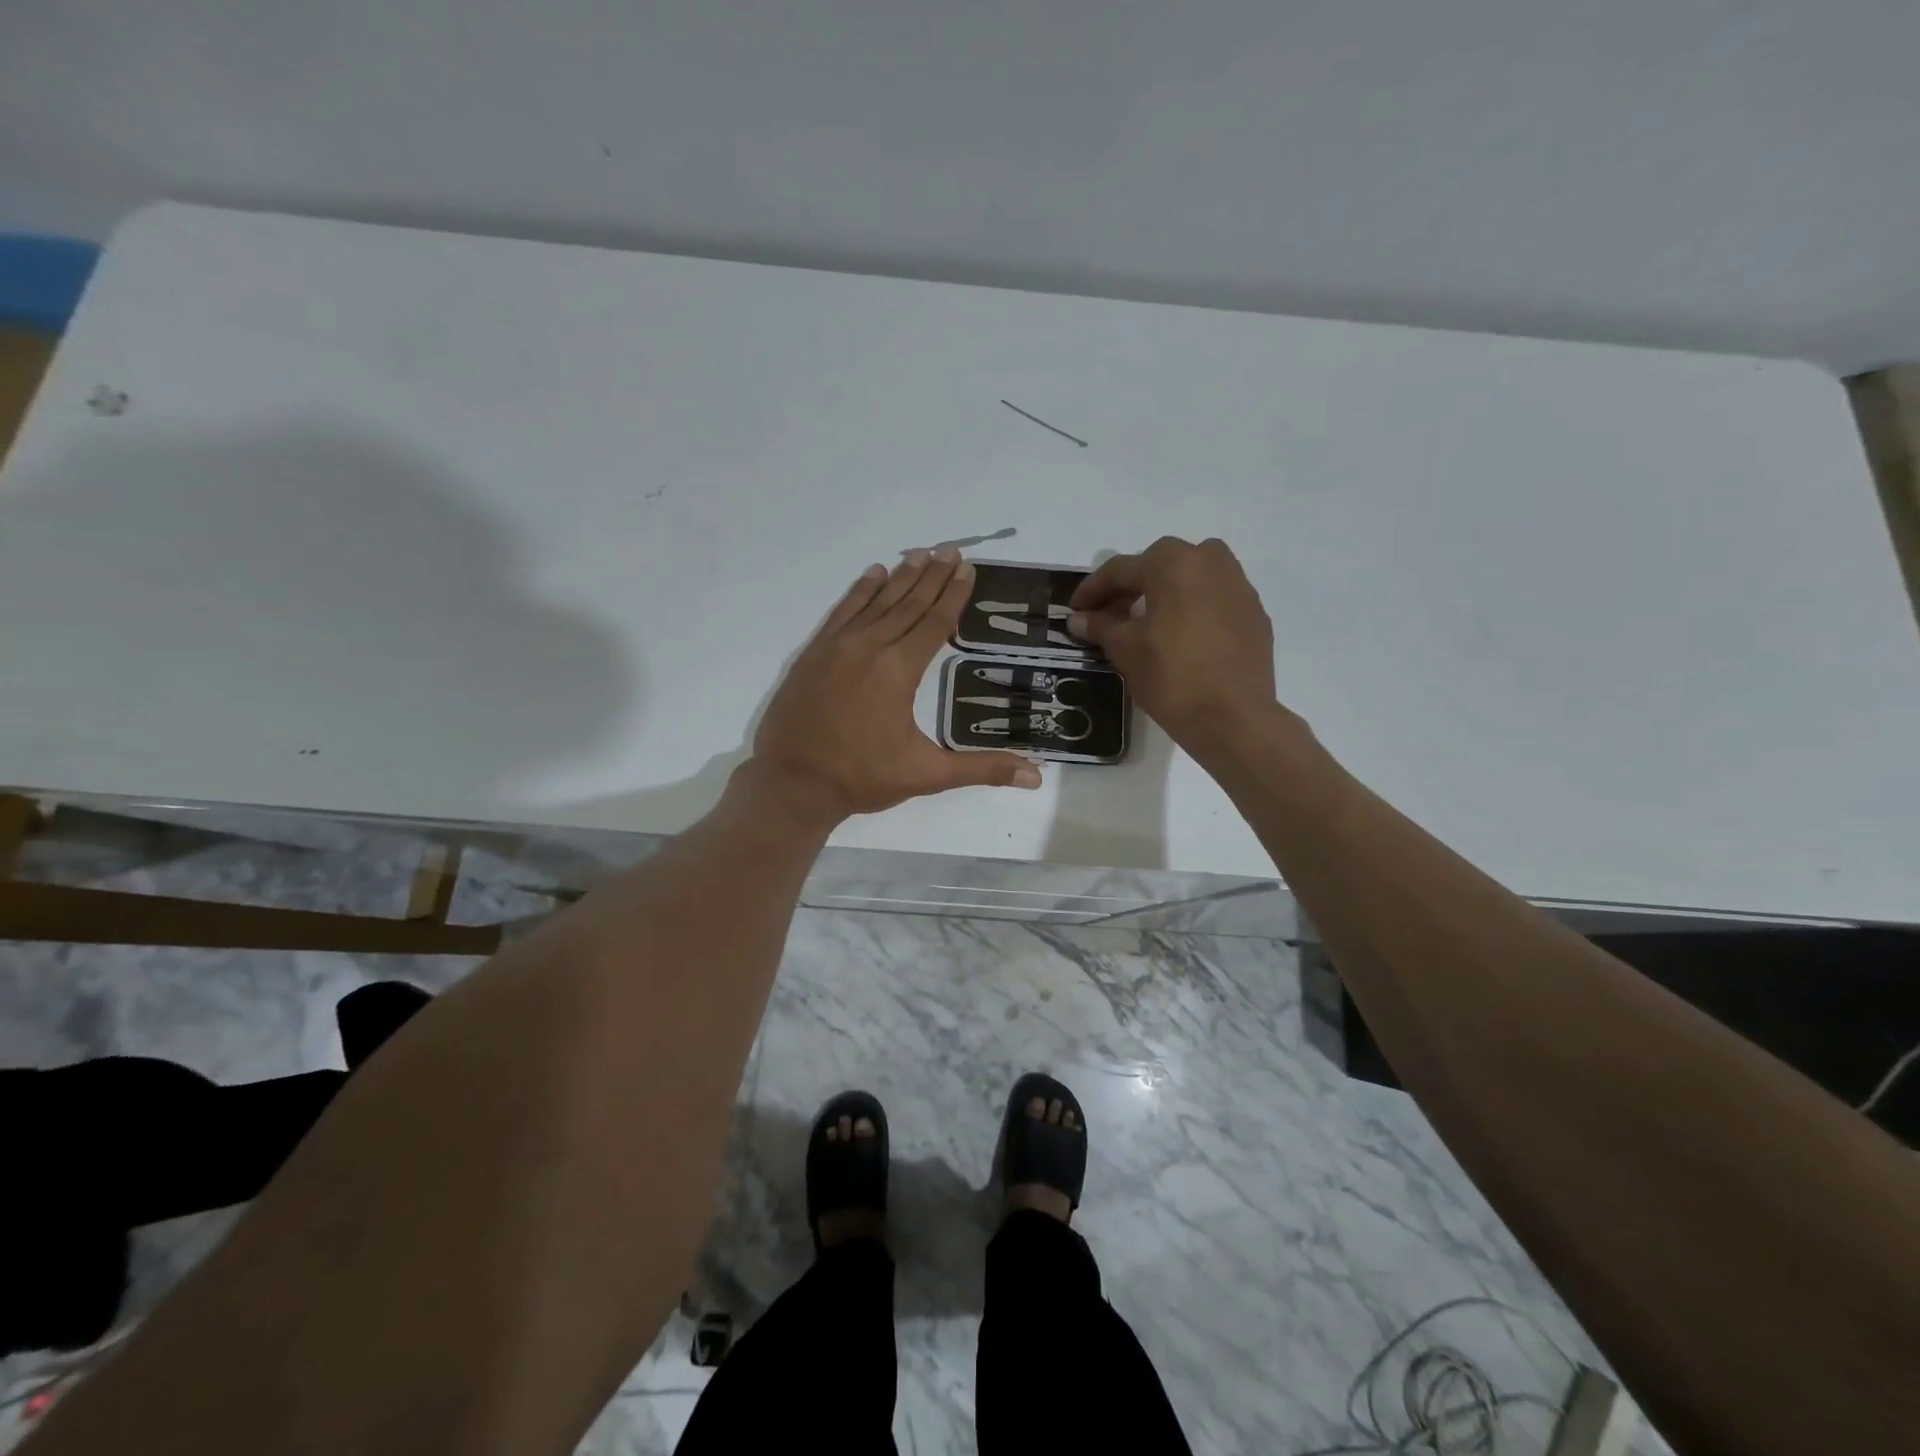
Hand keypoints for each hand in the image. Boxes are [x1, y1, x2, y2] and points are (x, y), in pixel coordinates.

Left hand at [748, 549, 1042, 822]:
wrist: (792, 784)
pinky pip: (842, 611)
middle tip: (949, 549)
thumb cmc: (862, 778)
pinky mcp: (813, 653)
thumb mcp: (926, 775)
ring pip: (875, 602)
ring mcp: (837, 647)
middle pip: (907, 604)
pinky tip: (872, 574)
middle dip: (931, 576)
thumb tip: (1036, 776)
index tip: (967, 567)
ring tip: (920, 554)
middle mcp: (869, 647)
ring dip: (900, 577)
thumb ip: (981, 769)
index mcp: (898, 670)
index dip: (953, 594)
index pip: (934, 623)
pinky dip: (859, 591)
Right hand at [1068, 537, 1281, 752]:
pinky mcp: (1254, 614)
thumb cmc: (1172, 677)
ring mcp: (1239, 587)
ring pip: (1193, 576)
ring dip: (1166, 591)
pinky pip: (1215, 599)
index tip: (1075, 610)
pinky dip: (1193, 608)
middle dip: (1131, 585)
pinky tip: (1181, 637)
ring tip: (1147, 621)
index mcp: (1174, 564)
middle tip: (1110, 613)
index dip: (1092, 590)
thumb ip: (1100, 626)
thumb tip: (1078, 619)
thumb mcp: (1125, 650)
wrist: (1233, 718)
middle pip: (1160, 564)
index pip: (1121, 569)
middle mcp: (1211, 562)